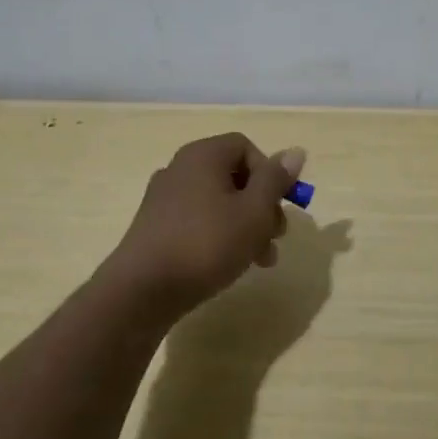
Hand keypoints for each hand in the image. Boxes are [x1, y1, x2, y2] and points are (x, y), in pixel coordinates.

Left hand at [110, 133, 306, 317]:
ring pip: (218, 202)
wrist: (141, 292)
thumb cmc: (207, 244)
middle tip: (276, 237)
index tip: (280, 205)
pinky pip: (197, 220)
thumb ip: (275, 180)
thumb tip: (295, 151)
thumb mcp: (254, 212)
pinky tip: (228, 264)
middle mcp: (180, 168)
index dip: (270, 173)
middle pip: (234, 176)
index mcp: (203, 156)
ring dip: (245, 226)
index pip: (246, 147)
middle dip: (262, 206)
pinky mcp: (155, 227)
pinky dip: (219, 235)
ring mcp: (164, 199)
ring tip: (260, 260)